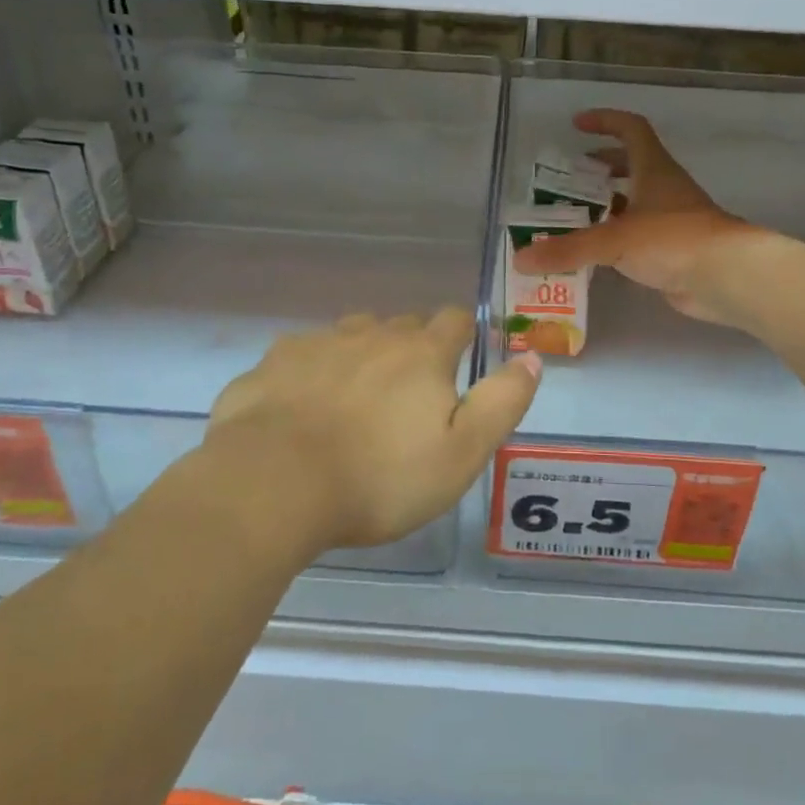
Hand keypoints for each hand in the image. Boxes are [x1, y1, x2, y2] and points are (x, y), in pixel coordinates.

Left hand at [204, 308, 541, 550]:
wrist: (273, 484)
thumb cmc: (380, 477)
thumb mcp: (462, 453)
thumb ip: (502, 402)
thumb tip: (532, 358)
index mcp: (421, 354)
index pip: (454, 320)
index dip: (462, 335)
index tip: (457, 362)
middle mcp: (371, 335)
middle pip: (401, 324)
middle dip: (411, 347)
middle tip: (407, 394)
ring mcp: (317, 344)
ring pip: (350, 335)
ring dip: (361, 355)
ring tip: (355, 398)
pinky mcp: (272, 363)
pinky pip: (301, 355)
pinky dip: (310, 373)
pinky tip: (301, 408)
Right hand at [513, 109, 760, 326]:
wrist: (727, 277)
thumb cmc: (672, 240)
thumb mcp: (614, 240)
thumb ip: (568, 248)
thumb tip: (521, 259)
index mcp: (653, 170)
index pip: (631, 129)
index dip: (605, 121)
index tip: (577, 125)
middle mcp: (663, 189)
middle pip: (632, 165)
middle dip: (601, 168)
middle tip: (570, 179)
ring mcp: (671, 220)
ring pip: (634, 204)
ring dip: (606, 207)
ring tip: (572, 219)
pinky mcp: (672, 251)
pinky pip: (637, 237)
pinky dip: (615, 239)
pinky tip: (593, 254)